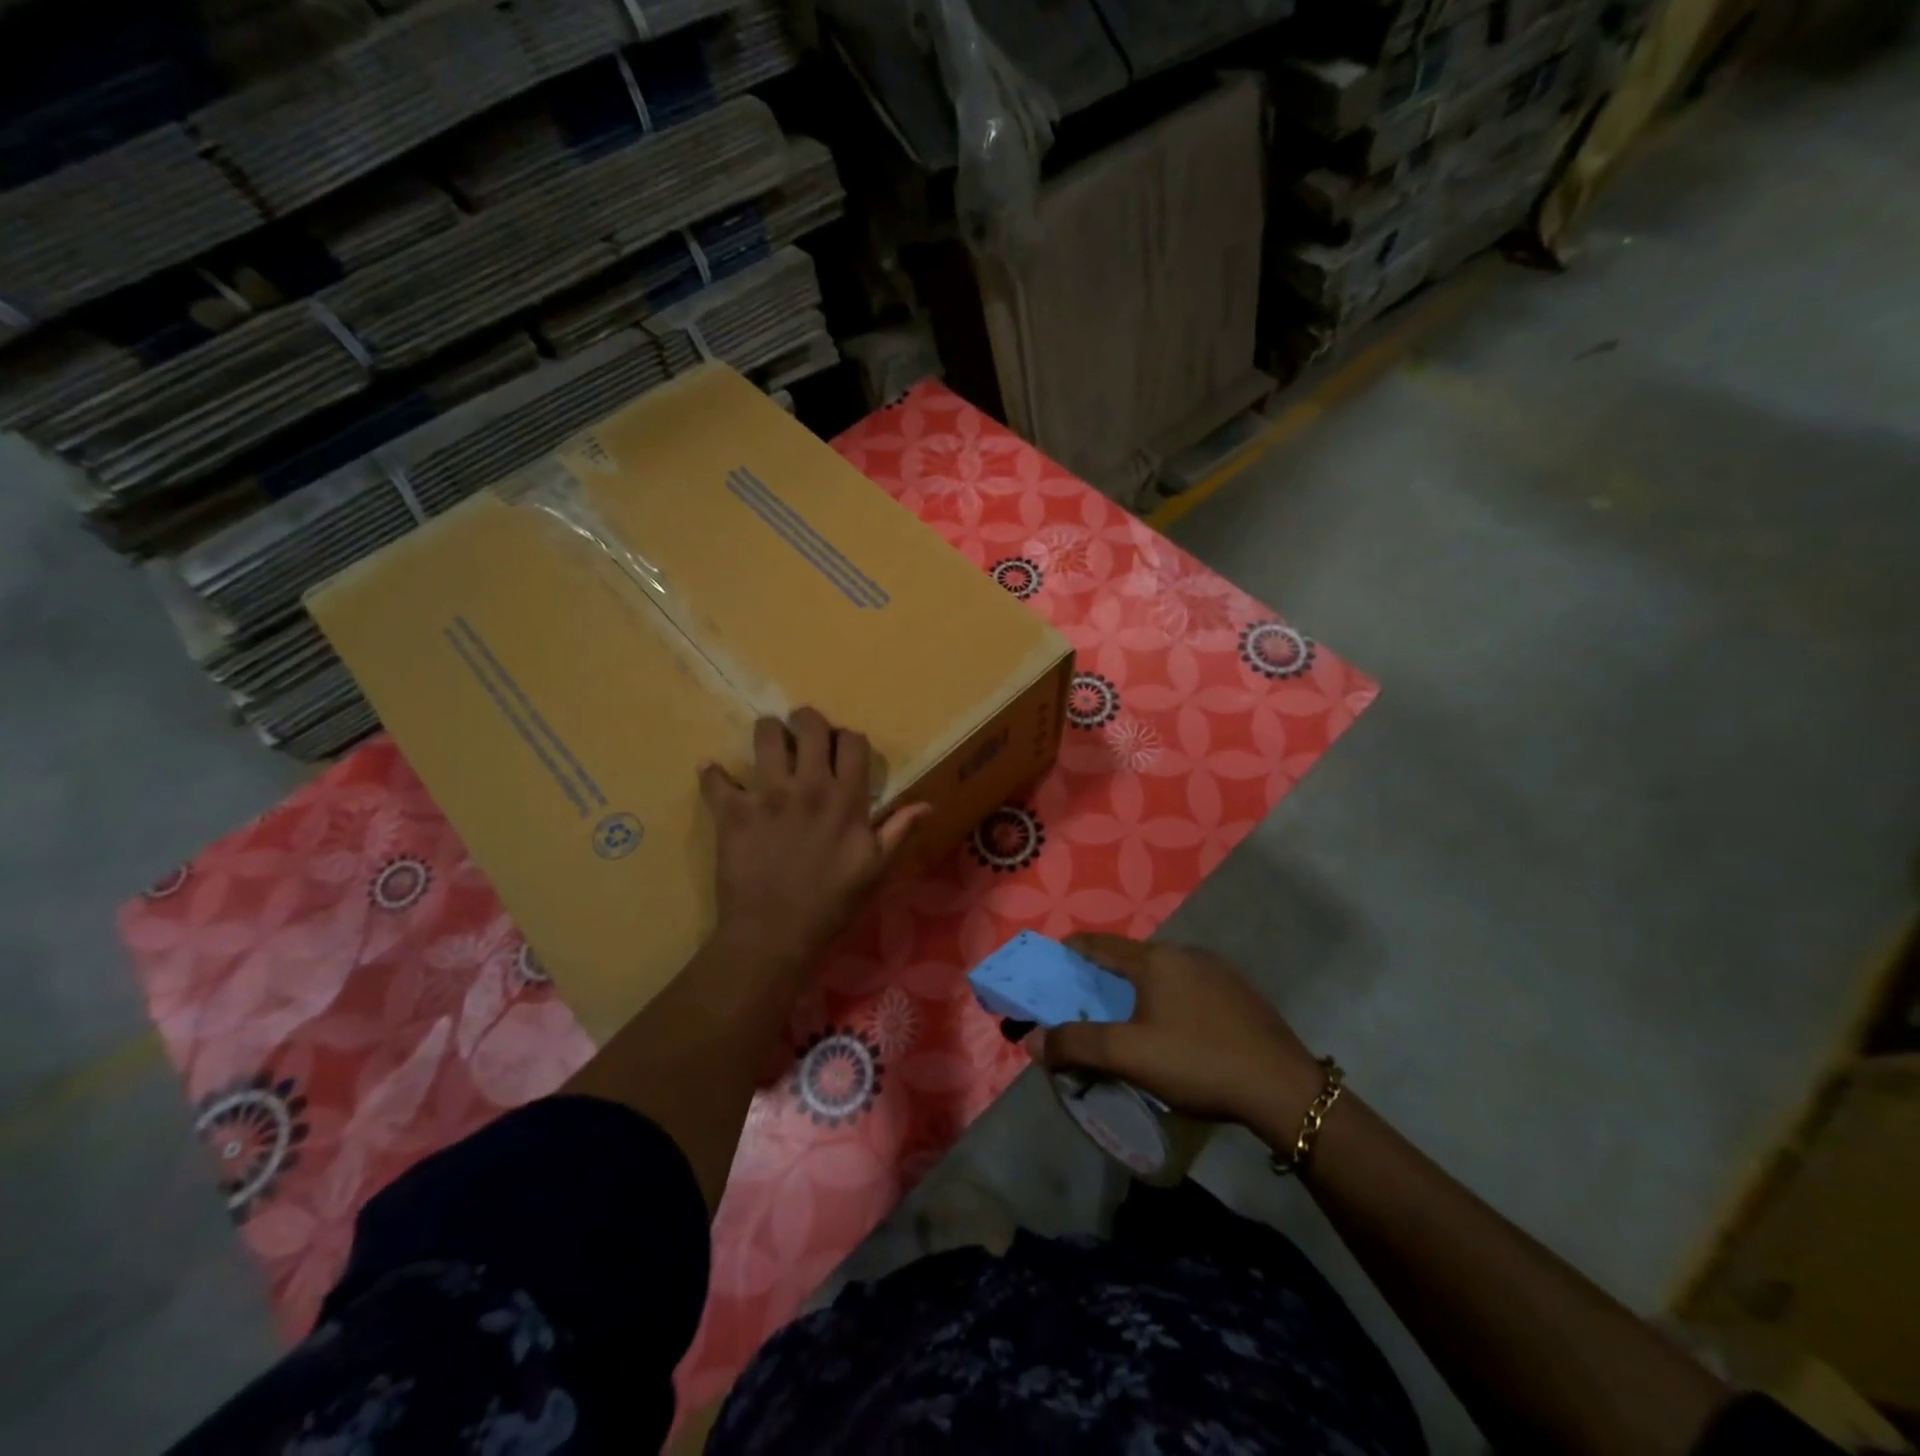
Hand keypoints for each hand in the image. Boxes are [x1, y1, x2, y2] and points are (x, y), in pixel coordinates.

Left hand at [701, 708, 928, 977]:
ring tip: (767, 746)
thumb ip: (898, 831)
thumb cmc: (831, 904)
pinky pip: (716, 779)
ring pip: (765, 736)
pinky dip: (713, 774)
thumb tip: (927, 804)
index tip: (840, 750)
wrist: (775, 936)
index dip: (847, 739)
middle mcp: (808, 786)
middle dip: (806, 721)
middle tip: (801, 735)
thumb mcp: (875, 869)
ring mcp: (767, 795)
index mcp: (845, 798)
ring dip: (767, 733)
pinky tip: (715, 775)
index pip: (852, 741)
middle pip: (809, 725)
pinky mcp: (732, 811)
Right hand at [1030, 934, 1324, 1132]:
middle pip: (1131, 959)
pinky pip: (1190, 987)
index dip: (1071, 950)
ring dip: (1140, 990)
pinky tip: (1177, 1031)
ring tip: (1130, 1020)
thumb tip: (1033, 1040)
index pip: (1099, 944)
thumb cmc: (1198, 1062)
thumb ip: (1077, 1044)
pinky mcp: (1240, 993)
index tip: (1052, 961)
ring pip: (1164, 973)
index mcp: (1155, 960)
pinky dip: (1170, 1000)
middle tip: (1087, 1003)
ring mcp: (1218, 971)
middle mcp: (1185, 953)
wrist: (1284, 1089)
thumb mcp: (1129, 1056)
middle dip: (1105, 977)